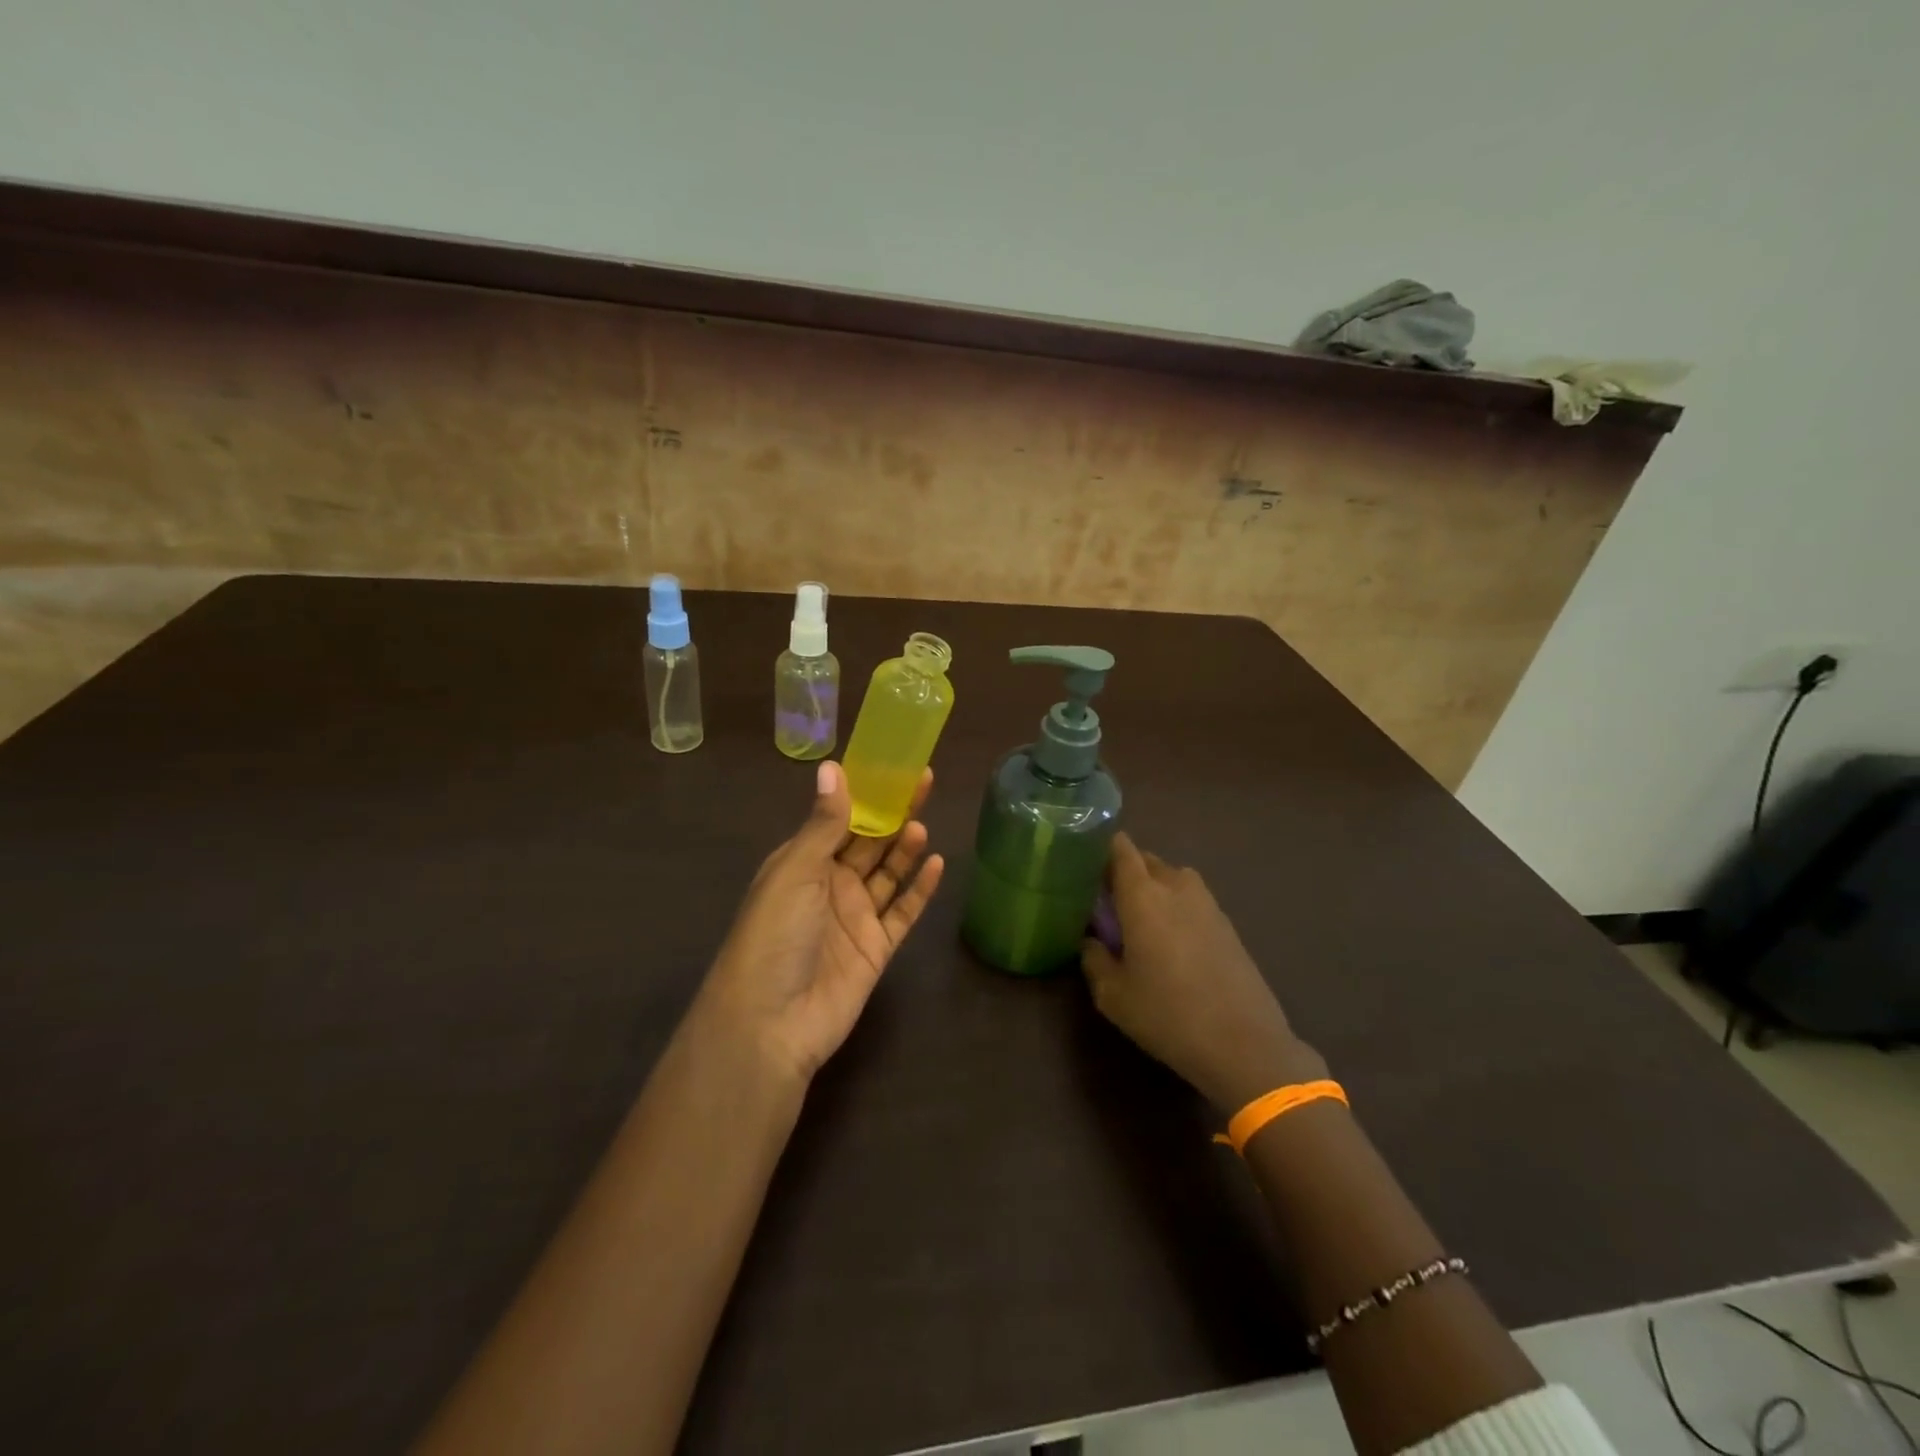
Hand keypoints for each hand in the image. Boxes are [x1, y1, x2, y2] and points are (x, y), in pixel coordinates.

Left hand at [699, 761, 944, 1082]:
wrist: (771, 1023)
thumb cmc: (775, 934)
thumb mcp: (795, 871)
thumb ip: (824, 823)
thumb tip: (833, 767)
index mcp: (802, 863)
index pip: (839, 818)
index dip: (866, 793)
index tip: (893, 766)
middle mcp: (829, 885)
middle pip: (869, 843)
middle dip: (893, 814)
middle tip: (924, 783)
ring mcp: (855, 918)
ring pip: (888, 874)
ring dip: (905, 849)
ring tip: (923, 826)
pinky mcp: (876, 948)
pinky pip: (903, 912)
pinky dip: (920, 890)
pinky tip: (937, 865)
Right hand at [1081, 833, 1323, 1111]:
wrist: (1244, 1044)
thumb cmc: (1167, 1014)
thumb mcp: (1112, 994)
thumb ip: (1093, 958)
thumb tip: (1090, 940)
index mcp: (1142, 895)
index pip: (1120, 849)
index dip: (1101, 849)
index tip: (1083, 864)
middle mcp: (1176, 887)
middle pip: (1146, 860)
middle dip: (1125, 872)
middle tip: (1106, 899)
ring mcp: (1207, 903)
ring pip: (1172, 879)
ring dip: (1154, 889)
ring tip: (1138, 920)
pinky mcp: (1227, 924)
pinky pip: (1192, 900)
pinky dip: (1176, 908)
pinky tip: (1170, 942)